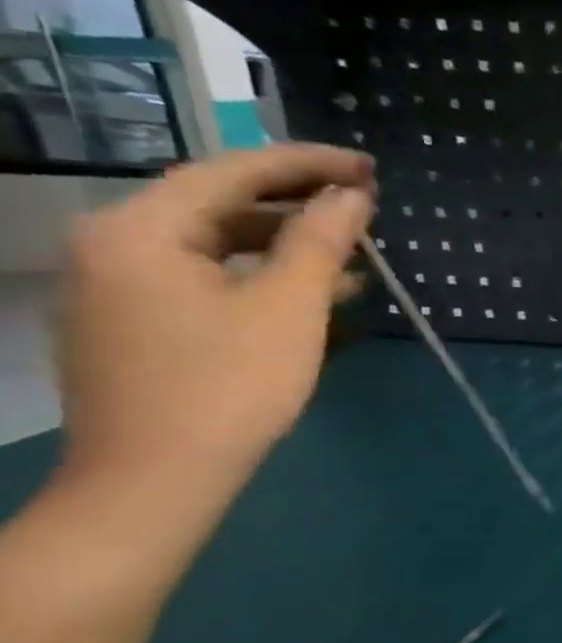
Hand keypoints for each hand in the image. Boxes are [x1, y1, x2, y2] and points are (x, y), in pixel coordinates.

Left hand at [57, 145, 374, 487]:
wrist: (156, 478)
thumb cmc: (228, 384)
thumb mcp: (288, 306)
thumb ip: (320, 241)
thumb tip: (352, 195)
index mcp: (138, 230)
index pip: (230, 173)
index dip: (306, 164)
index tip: (367, 167)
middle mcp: (112, 245)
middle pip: (216, 203)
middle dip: (297, 202)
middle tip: (365, 202)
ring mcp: (117, 286)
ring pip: (213, 243)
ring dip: (286, 242)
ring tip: (355, 251)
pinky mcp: (133, 321)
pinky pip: (204, 276)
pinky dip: (260, 274)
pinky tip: (315, 291)